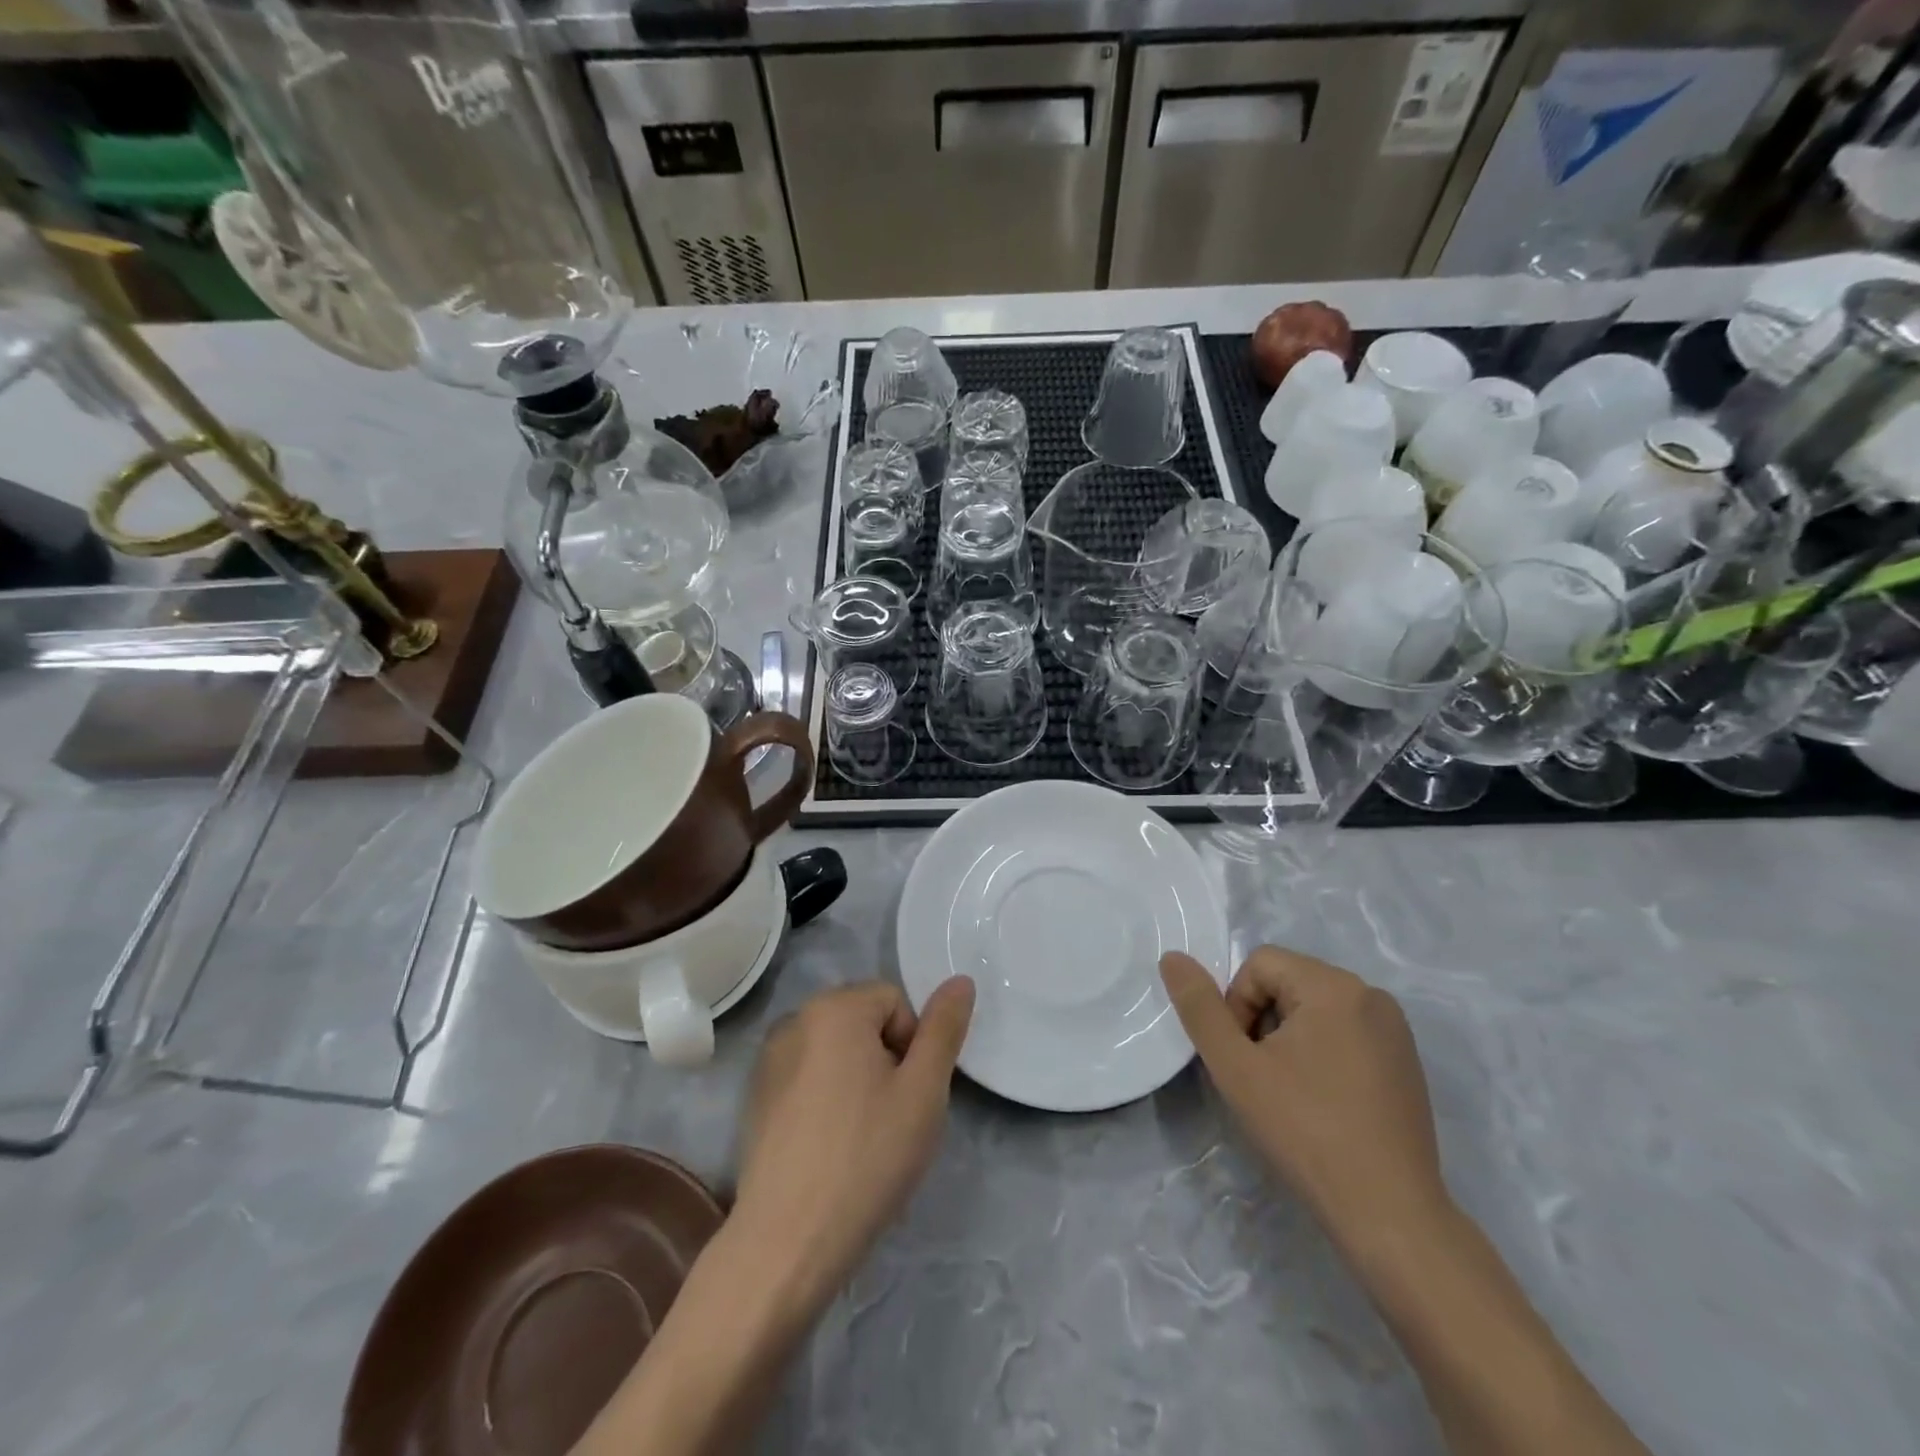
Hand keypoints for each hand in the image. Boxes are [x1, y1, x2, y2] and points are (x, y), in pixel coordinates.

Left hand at [732, 977, 974, 1309]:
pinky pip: (807, 1079)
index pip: (895, 1001)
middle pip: (863, 1022)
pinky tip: (829, 1150)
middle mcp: (794, 1020)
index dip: (913, 1045)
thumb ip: (944, 1029)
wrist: (787, 1243)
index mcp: (833, 1008)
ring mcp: (768, 1060)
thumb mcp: (924, 1091)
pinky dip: (825, 1101)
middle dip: (885, 1060)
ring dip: (857, 1081)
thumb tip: (960, 980)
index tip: (909, 1096)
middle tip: (891, 1119)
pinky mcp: (755, 1099)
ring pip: (836, 1053)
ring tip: (861, 1138)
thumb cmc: (867, 1157)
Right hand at [1160, 946, 1445, 1241]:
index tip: (1244, 1059)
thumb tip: (1171, 957)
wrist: (1389, 1215)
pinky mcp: (1405, 1062)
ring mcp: (1394, 1030)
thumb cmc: (1305, 1131)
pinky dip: (1321, 1054)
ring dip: (1288, 1039)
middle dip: (1261, 1021)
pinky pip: (1345, 1033)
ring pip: (1314, 1009)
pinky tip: (1322, 1103)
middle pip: (1287, 983)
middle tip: (1262, 1078)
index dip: (1236, 1005)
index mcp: (1334, 986)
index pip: (1259, 964)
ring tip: (1290, 1093)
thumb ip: (1199, 1007)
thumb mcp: (1235, 1067)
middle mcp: (1371, 995)